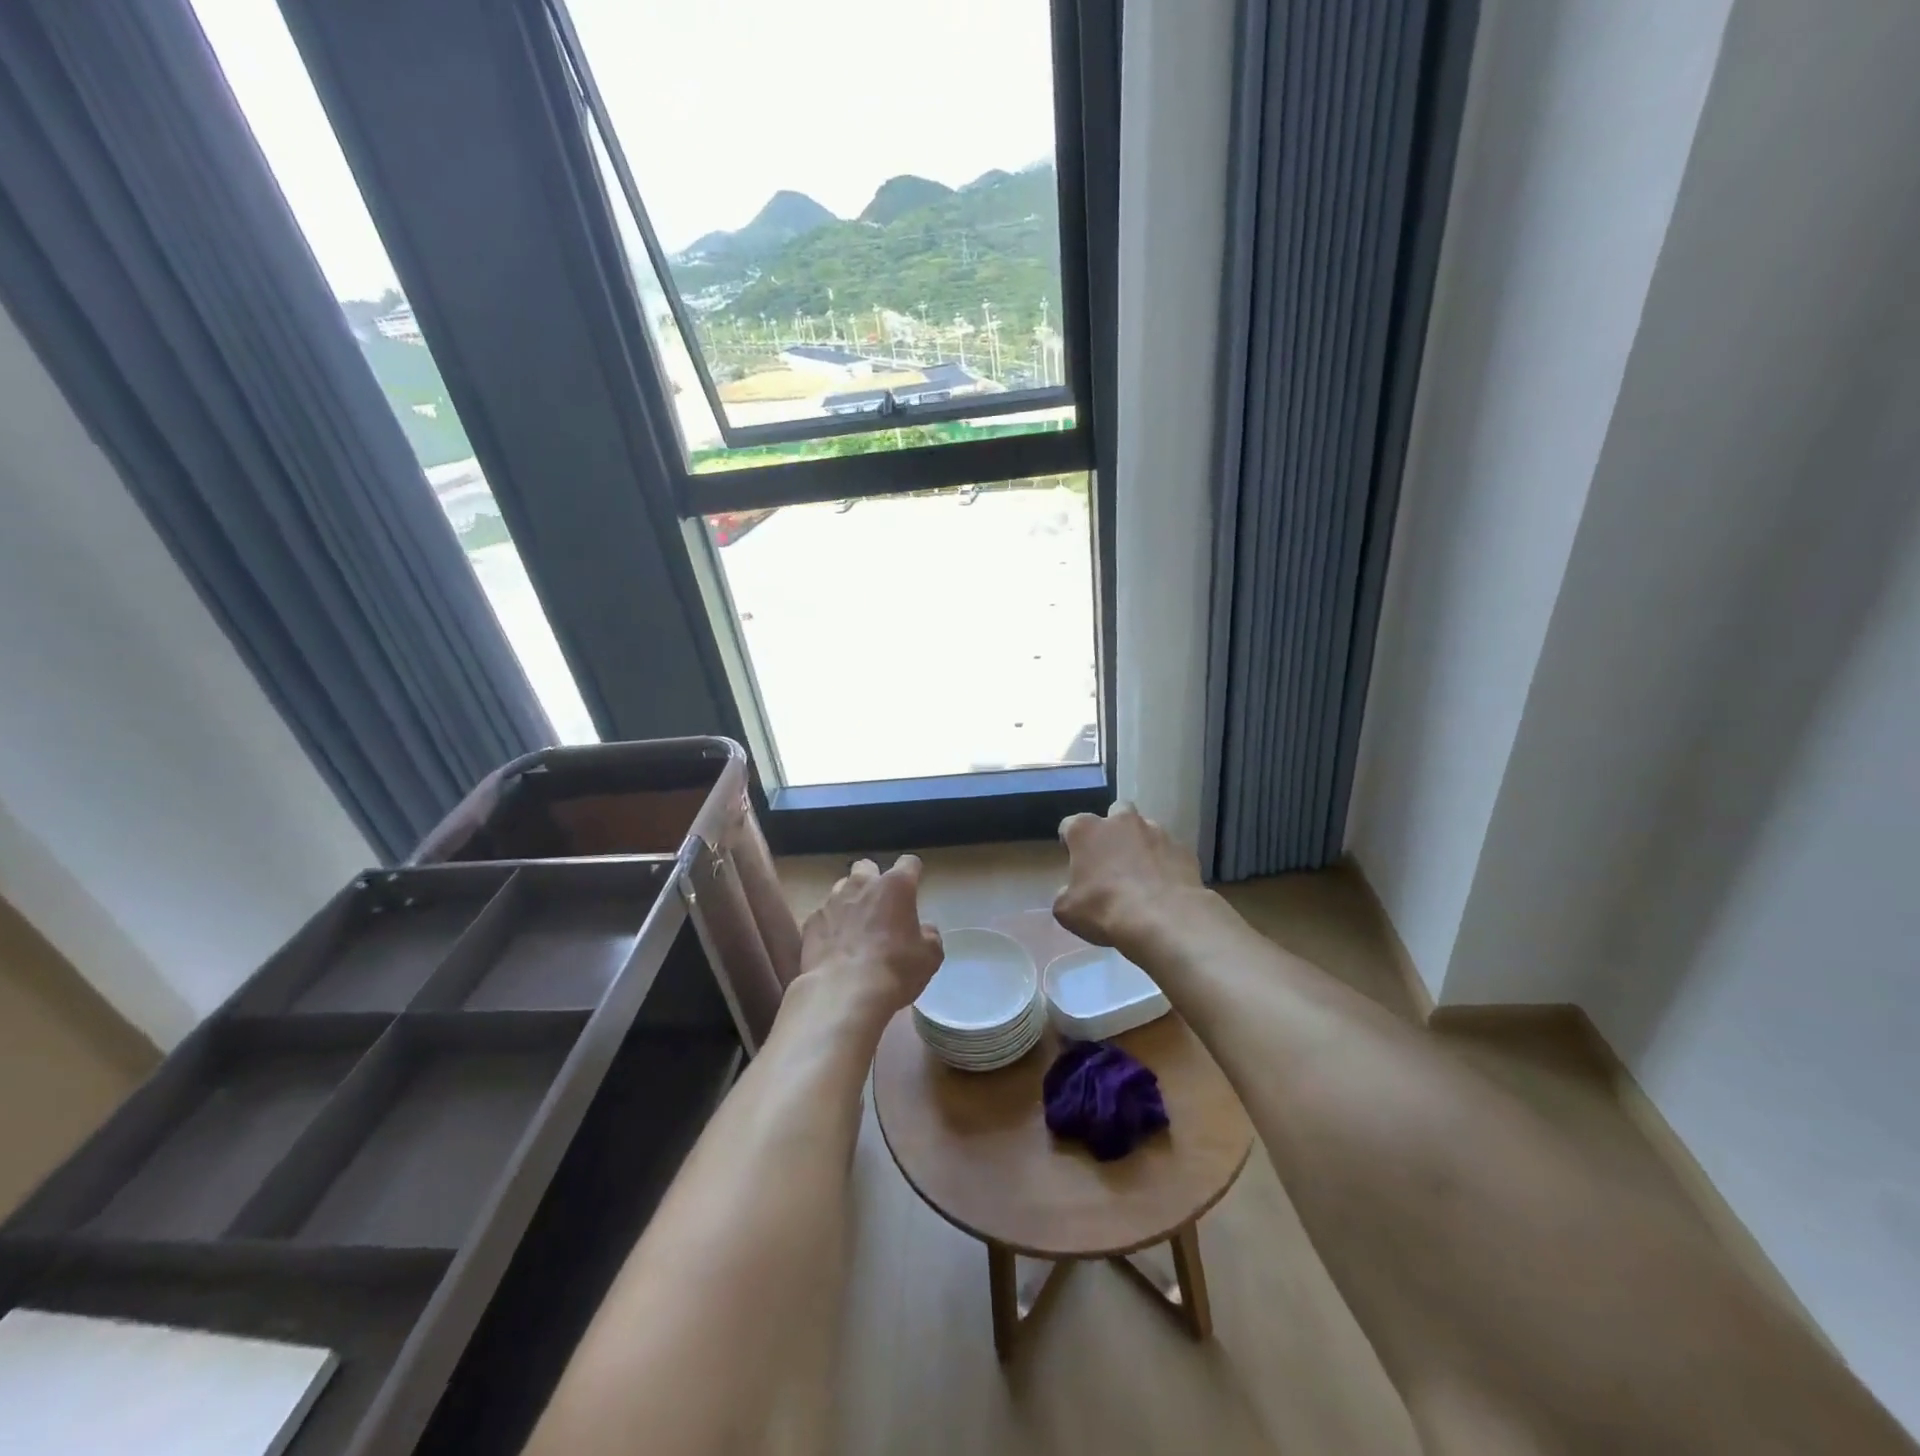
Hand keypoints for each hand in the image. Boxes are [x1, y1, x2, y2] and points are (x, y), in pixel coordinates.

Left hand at [797, 856, 943, 1023]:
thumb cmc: (895, 970)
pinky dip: (831, 925)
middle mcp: (862, 885)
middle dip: (874, 879)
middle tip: (880, 904)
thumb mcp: (929, 956)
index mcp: (896, 886)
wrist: (843, 993)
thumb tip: (924, 930)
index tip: (914, 885)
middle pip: (867, 866)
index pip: (908, 863)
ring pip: (842, 887)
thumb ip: (929, 936)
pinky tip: (835, 946)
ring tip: (855, 925)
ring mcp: (832, 901)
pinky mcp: (811, 922)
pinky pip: (824, 914)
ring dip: (850, 899)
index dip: (913, 872)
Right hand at [1053, 802, 1207, 953]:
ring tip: (1142, 876)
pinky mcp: (1183, 849)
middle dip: (1112, 830)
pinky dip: (1166, 864)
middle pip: (1115, 813)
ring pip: (1146, 829)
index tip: (1073, 860)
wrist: (1164, 919)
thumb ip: (1066, 894)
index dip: (1070, 842)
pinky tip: (1165, 887)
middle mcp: (1121, 821)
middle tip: (1111, 858)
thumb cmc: (1105, 909)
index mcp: (1086, 830)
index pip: (1070, 825)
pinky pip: (1170, 852)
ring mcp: (1157, 832)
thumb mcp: (1067, 911)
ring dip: (1141, 846)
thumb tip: (1072, 892)